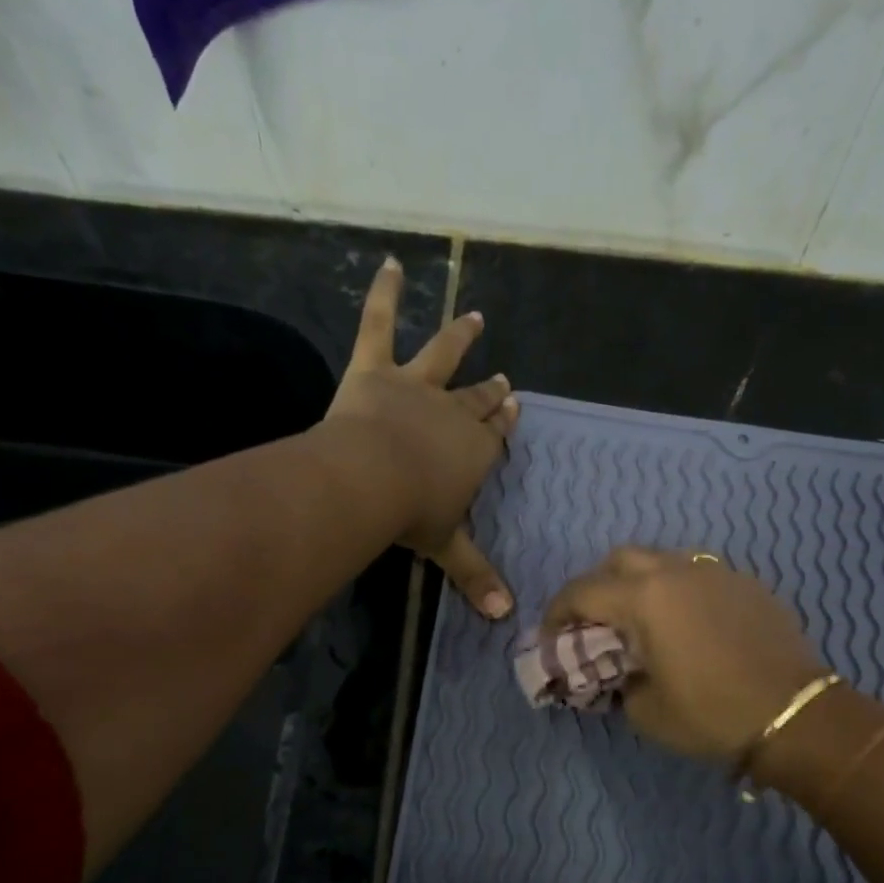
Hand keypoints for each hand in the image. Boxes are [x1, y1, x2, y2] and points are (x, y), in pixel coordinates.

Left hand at [324, 258, 519, 616]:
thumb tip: (505, 618)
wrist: (369, 480)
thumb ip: (475, 576)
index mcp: (475, 452)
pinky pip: (378, 325)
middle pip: (477, 399)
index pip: (495, 434)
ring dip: (460, 337)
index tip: (515, 405)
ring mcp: (416, 386)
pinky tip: (390, 264)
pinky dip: (384, 294)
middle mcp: (454, 413)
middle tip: (502, 380)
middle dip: (491, 391)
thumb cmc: (412, 515)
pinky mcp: (374, 370)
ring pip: (443, 356)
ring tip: (475, 318)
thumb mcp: (446, 547)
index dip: (504, 422)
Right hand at [542, 547, 825, 760]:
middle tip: (595, 623)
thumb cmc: (712, 714)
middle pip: (619, 560)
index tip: (550, 638)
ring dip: (639, 583)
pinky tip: (686, 623)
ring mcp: (715, 572)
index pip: (582, 592)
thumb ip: (619, 681)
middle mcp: (676, 571)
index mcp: (644, 598)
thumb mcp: (646, 711)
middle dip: (598, 587)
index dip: (556, 614)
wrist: (794, 714)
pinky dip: (677, 590)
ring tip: (640, 620)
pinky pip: (697, 574)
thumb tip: (622, 672)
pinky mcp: (744, 582)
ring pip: (661, 560)